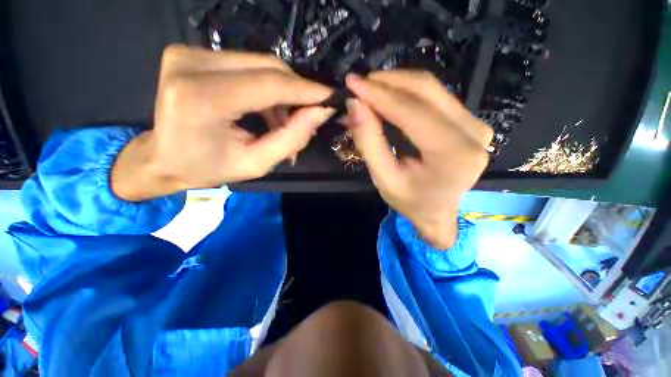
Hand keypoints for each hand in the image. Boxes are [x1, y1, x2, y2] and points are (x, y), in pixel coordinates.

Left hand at [112, 45, 332, 200]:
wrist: (163, 158)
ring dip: (282, 93)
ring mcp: (190, 54)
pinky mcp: (193, 53)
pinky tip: (268, 111)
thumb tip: (321, 112)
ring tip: (285, 122)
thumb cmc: (208, 168)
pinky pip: (247, 66)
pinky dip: (267, 88)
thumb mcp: (257, 163)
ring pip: (260, 65)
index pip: (270, 84)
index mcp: (203, 98)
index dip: (307, 90)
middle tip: (310, 116)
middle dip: (297, 92)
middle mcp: (193, 64)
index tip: (333, 98)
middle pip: (268, 67)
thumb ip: (291, 138)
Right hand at [345, 71, 492, 248]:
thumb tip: (355, 105)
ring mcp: (476, 124)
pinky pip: (435, 96)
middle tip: (359, 83)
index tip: (352, 83)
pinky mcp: (470, 121)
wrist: (437, 212)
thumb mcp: (383, 179)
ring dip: (396, 84)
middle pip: (426, 90)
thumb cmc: (410, 202)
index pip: (412, 112)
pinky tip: (388, 97)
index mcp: (453, 155)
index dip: (379, 94)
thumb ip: (369, 142)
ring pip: (431, 88)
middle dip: (387, 83)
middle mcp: (473, 133)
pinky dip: (407, 93)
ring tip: (369, 89)